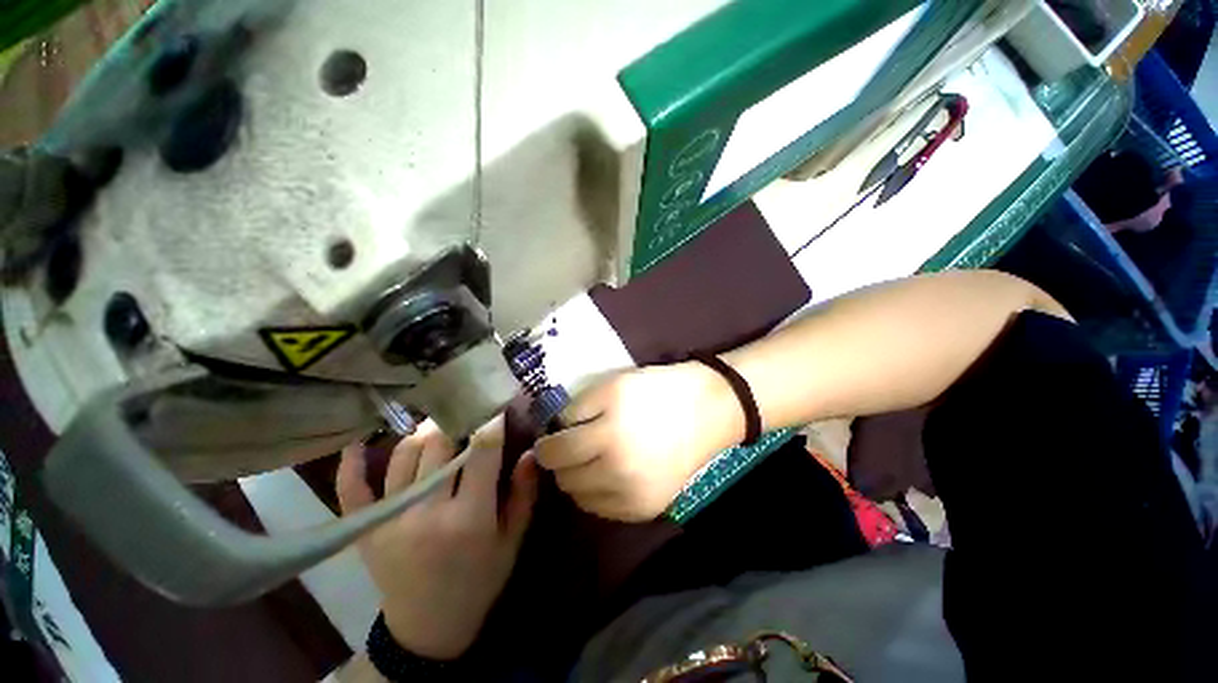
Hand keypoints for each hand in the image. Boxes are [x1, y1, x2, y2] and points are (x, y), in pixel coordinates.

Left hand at [336, 418, 537, 659]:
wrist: (429, 626)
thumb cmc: (480, 579)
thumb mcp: (513, 539)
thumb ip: (523, 493)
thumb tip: (529, 451)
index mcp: (469, 518)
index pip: (481, 453)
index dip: (490, 422)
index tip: (495, 404)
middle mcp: (426, 513)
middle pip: (438, 445)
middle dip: (455, 418)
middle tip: (465, 406)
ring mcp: (389, 520)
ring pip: (402, 456)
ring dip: (420, 433)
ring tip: (435, 422)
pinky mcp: (365, 530)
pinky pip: (351, 490)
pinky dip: (350, 465)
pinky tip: (357, 444)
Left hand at [534, 362, 743, 521]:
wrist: (705, 412)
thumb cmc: (655, 392)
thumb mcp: (612, 386)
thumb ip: (577, 408)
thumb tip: (556, 430)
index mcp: (607, 436)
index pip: (555, 454)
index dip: (545, 446)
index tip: (549, 438)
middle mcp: (617, 474)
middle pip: (565, 479)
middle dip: (561, 462)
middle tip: (572, 446)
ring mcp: (633, 497)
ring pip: (581, 498)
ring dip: (578, 479)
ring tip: (591, 459)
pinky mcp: (646, 510)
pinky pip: (605, 509)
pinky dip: (599, 493)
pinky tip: (610, 474)